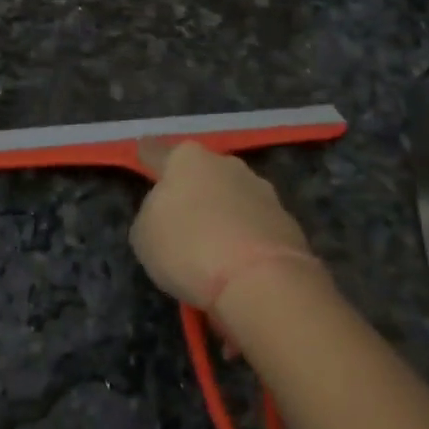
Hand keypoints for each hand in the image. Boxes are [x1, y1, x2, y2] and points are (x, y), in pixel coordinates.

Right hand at [129, 140, 318, 309]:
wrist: (259, 279)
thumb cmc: (187, 247)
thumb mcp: (145, 236)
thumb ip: (153, 214)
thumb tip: (169, 213)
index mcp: (186, 159)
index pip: (157, 152)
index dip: (147, 154)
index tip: (143, 149)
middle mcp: (225, 164)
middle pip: (202, 173)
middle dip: (194, 190)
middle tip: (183, 221)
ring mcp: (260, 188)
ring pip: (232, 197)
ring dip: (223, 215)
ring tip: (215, 251)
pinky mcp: (286, 218)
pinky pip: (255, 226)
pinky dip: (246, 240)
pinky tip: (240, 267)